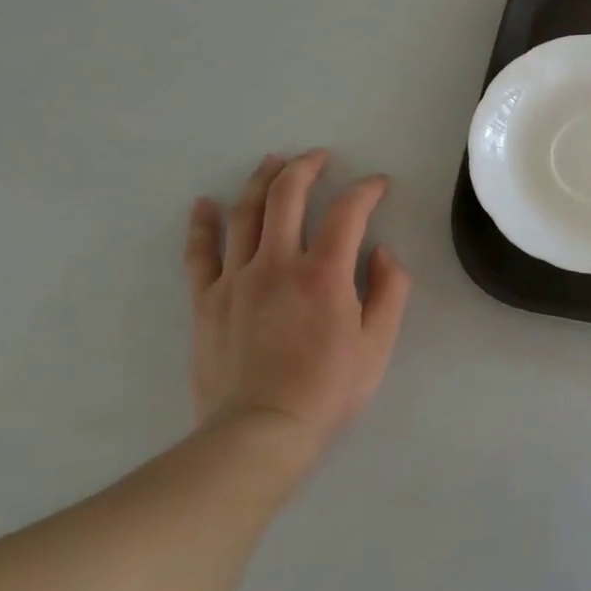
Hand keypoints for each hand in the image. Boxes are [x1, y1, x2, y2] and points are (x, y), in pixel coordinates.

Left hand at [184, 151, 411, 475]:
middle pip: (287, 196)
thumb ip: (390, 291)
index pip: (348, 212)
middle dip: (306, 167)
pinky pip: (200, 252)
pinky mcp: (206, 300)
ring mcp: (236, 279)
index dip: (366, 190)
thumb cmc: (328, 389)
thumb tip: (383, 252)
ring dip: (261, 180)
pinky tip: (205, 203)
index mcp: (324, 273)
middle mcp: (277, 264)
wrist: (259, 433)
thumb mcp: (378, 343)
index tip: (379, 184)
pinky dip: (203, 223)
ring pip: (245, 213)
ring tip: (274, 161)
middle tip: (320, 157)